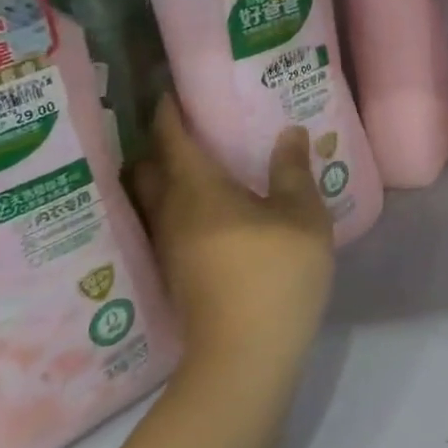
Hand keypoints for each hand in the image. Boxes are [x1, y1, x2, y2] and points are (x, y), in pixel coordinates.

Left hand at [131, 98, 334, 372]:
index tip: (169, 91)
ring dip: (163, 178)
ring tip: (194, 164)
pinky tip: (205, 212)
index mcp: (198, 189)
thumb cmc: (276, 272)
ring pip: (152, 200)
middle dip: (156, 145)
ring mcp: (169, 248)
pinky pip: (165, 224)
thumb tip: (289, 132)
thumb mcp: (301, 214)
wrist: (246, 356)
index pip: (171, 139)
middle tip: (183, 127)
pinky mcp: (177, 275)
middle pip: (147, 169)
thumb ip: (292, 170)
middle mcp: (171, 213)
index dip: (167, 112)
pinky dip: (176, 206)